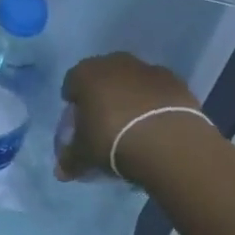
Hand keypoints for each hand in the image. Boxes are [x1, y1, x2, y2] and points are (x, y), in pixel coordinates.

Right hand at [57, 52, 219, 183]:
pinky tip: (157, 124)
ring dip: (130, 97)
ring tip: (135, 125)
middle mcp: (113, 63)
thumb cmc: (112, 141)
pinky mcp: (173, 79)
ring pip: (131, 80)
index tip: (79, 123)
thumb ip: (70, 159)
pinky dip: (155, 102)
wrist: (167, 140)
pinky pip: (157, 90)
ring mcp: (146, 68)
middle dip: (102, 95)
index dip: (74, 104)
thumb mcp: (84, 155)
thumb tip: (60, 171)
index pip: (71, 83)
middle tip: (106, 122)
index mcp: (85, 73)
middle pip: (102, 77)